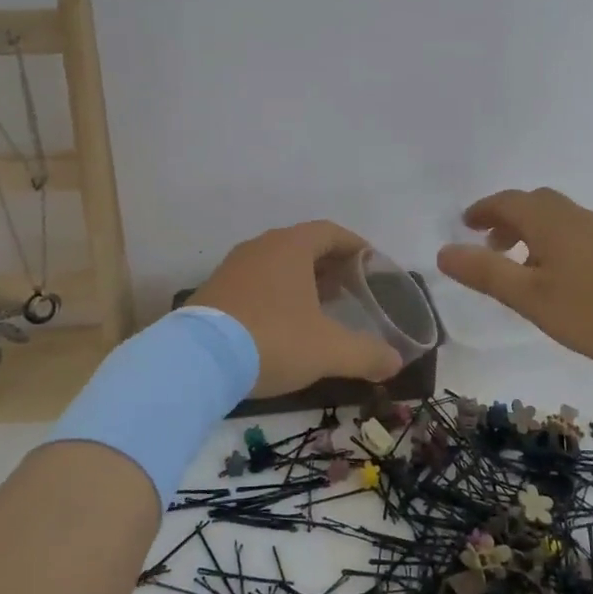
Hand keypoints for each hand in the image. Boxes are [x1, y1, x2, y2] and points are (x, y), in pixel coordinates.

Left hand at [191, 221, 402, 395]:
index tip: (371, 264)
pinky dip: (276, 293)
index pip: (330, 232)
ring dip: (302, 279)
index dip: (355, 245)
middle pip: (303, 245)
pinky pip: (255, 281)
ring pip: (277, 263)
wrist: (196, 361)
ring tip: (320, 306)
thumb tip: (395, 362)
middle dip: (330, 264)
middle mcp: (260, 247)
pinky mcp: (214, 290)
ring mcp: (233, 267)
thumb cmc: (272, 340)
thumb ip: (366, 354)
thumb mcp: (328, 350)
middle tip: (350, 288)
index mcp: (290, 247)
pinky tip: (283, 322)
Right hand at [436, 188, 592, 366]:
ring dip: (530, 232)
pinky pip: (574, 234)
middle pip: (534, 204)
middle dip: (506, 219)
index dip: (483, 210)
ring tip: (519, 266)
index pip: (507, 202)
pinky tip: (558, 278)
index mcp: (548, 221)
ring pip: (556, 219)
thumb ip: (486, 274)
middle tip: (489, 244)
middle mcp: (574, 217)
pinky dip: (552, 244)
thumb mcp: (531, 296)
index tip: (465, 223)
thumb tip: (443, 252)